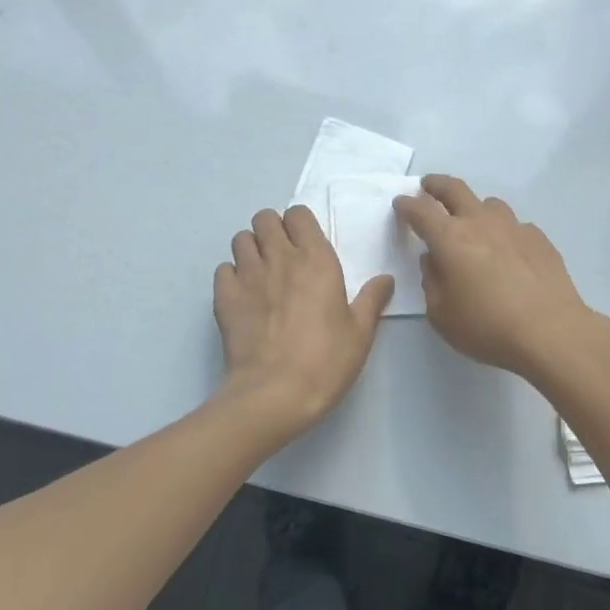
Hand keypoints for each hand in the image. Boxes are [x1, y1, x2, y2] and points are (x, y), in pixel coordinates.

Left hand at [213, 205, 394, 443]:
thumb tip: (385, 279)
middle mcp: (279, 258)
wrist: (274, 394)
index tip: (307, 244)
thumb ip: (372, 300)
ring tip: (262, 273)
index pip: (299, 214)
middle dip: (273, 230)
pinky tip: (243, 295)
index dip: (301, 224)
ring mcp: (247, 275)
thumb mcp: (360, 333)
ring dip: (252, 248)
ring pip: (242, 238)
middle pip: (265, 218)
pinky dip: (232, 275)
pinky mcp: (224, 297)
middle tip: (284, 255)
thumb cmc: (325, 361)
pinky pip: (223, 268)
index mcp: (316, 260)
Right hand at [393, 175, 596, 378]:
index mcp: (450, 238)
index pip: (421, 210)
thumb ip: (431, 281)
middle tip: (428, 187)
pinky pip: (515, 226)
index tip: (400, 203)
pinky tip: (508, 251)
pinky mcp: (539, 238)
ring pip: (489, 203)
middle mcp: (480, 222)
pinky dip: (504, 232)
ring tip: (472, 223)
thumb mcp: (441, 314)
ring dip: (474, 207)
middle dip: (436, 185)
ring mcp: (513, 227)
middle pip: (454, 189)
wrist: (550, 331)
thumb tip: (434, 260)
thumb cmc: (487, 327)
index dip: (406, 204)